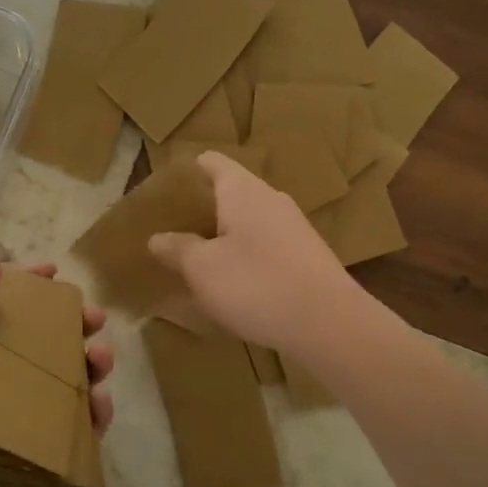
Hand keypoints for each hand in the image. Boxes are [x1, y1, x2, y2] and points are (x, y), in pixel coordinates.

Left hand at [0, 260, 113, 486]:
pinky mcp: (46, 448)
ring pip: (75, 378)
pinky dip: (98, 412)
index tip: (55, 272)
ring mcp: (31, 413)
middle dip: (79, 323)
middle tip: (95, 317)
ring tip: (102, 358)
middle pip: (53, 341)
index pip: (12, 309)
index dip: (34, 287)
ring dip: (96, 362)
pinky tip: (100, 403)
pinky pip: (81, 426)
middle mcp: (9, 377)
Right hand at [147, 152, 355, 352]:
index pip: (212, 162)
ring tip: (197, 259)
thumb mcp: (202, 269)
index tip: (164, 191)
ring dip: (224, 235)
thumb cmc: (256, 284)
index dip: (187, 171)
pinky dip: (246, 256)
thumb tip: (158, 237)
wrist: (329, 324)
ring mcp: (294, 228)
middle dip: (202, 208)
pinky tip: (233, 284)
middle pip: (231, 192)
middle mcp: (271, 199)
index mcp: (243, 190)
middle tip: (173, 230)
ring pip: (250, 221)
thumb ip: (177, 249)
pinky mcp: (307, 256)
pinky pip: (267, 246)